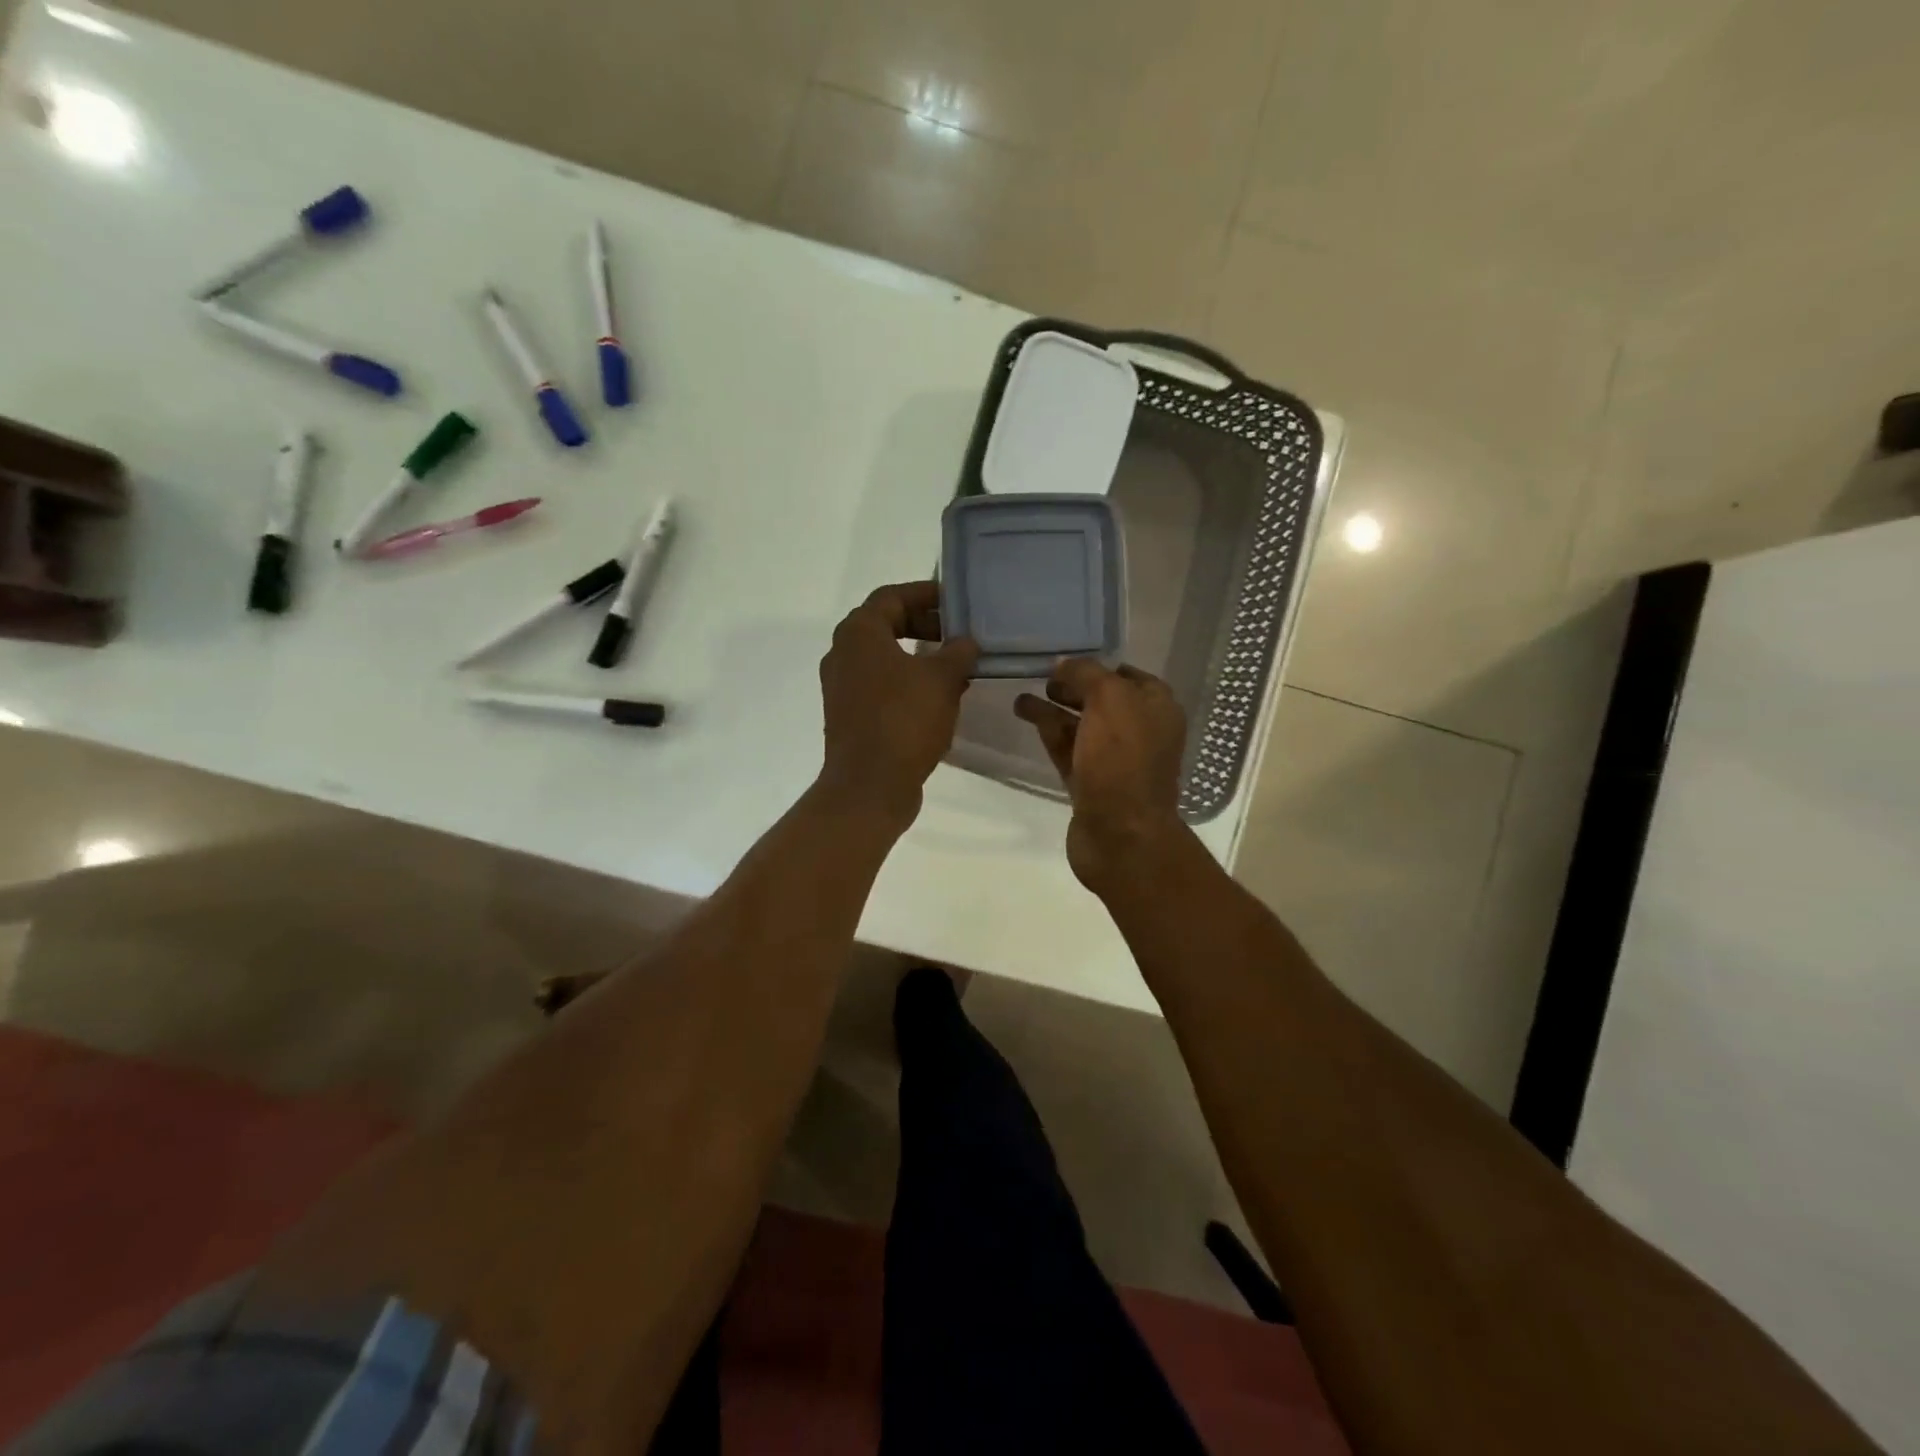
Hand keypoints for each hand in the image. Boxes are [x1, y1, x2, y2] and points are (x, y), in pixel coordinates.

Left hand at [818, 581, 978, 824]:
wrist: (869, 785)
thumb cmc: (904, 720)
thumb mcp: (942, 680)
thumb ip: (958, 652)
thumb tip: (966, 642)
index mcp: (859, 633)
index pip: (892, 596)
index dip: (925, 593)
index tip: (956, 601)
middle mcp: (842, 653)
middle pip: (885, 624)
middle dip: (923, 624)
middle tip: (957, 633)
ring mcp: (842, 686)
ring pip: (883, 657)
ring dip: (918, 656)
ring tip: (955, 665)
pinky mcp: (849, 714)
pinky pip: (880, 684)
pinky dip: (907, 681)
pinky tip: (938, 697)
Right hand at [1016, 659, 1188, 893]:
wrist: (1120, 834)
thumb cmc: (1122, 759)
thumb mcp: (1109, 699)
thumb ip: (1085, 674)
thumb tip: (1063, 664)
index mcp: (1157, 708)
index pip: (1128, 675)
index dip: (1098, 665)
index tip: (1065, 660)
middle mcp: (1140, 731)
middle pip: (1102, 700)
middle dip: (1073, 687)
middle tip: (1041, 677)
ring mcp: (1114, 760)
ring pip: (1081, 725)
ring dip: (1053, 708)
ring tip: (1021, 696)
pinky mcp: (1090, 783)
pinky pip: (1068, 748)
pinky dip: (1048, 731)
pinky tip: (1025, 715)